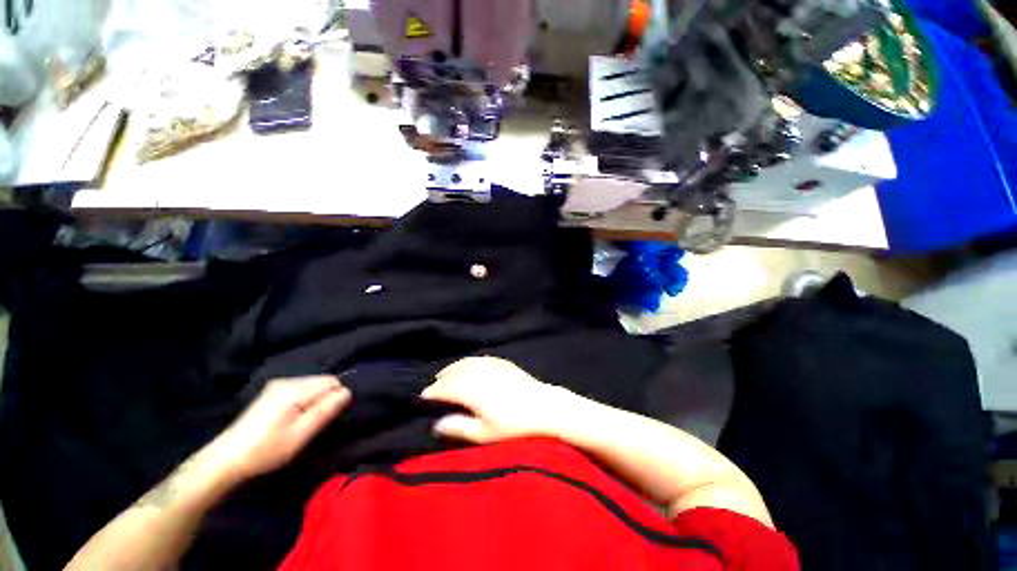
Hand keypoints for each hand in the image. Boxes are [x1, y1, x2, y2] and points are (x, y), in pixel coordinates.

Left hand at [212, 376, 350, 480]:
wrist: (226, 459)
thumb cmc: (266, 449)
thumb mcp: (300, 434)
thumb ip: (325, 411)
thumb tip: (347, 392)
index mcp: (294, 390)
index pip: (331, 382)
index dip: (338, 396)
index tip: (332, 416)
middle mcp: (287, 381)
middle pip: (322, 381)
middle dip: (327, 397)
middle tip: (318, 421)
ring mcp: (277, 385)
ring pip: (312, 385)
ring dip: (316, 399)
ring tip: (307, 421)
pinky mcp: (271, 392)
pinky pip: (301, 389)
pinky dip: (306, 399)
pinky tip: (296, 417)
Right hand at [421, 357, 578, 443]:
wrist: (544, 407)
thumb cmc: (514, 425)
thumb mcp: (484, 434)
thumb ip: (459, 427)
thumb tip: (437, 424)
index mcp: (471, 390)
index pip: (444, 388)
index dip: (432, 393)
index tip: (422, 398)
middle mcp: (478, 373)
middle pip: (453, 372)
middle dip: (441, 379)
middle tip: (433, 387)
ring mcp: (492, 365)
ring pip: (466, 362)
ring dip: (453, 368)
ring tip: (446, 374)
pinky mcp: (502, 363)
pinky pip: (480, 359)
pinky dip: (470, 362)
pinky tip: (469, 366)